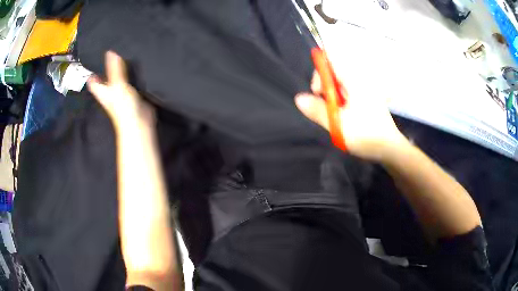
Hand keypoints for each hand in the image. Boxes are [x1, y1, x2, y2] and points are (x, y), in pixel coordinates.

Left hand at [87, 51, 154, 131]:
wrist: (139, 123)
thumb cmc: (123, 107)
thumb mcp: (118, 85)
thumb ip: (114, 69)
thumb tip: (110, 51)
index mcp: (102, 91)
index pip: (93, 80)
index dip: (92, 70)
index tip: (94, 57)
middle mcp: (109, 92)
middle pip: (104, 78)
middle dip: (106, 67)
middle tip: (110, 49)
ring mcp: (120, 93)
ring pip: (117, 79)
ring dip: (119, 69)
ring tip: (122, 52)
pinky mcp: (131, 94)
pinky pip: (128, 81)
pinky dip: (130, 74)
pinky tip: (134, 64)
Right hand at [295, 72, 407, 160]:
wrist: (390, 148)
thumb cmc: (365, 134)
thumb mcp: (337, 124)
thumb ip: (317, 110)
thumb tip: (299, 98)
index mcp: (355, 81)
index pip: (331, 61)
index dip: (320, 73)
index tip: (318, 92)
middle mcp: (361, 80)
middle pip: (335, 73)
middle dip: (326, 88)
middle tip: (327, 107)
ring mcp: (366, 90)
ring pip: (341, 85)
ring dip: (333, 97)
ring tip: (336, 115)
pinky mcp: (368, 99)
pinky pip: (349, 93)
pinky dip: (342, 101)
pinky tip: (345, 116)